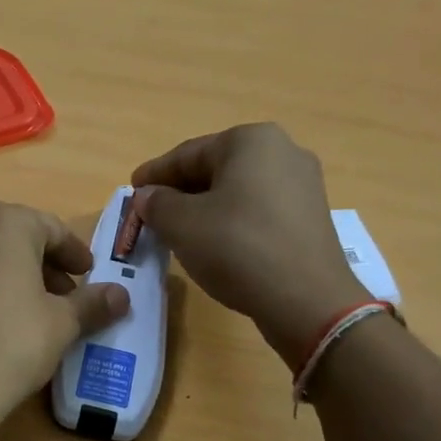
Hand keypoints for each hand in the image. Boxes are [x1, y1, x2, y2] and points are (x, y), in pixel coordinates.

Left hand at [0, 201, 128, 433]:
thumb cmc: (11, 343)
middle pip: (16, 237)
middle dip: (45, 263)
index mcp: (5, 223)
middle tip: (66, 295)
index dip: (75, 253)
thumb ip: (92, 303)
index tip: (89, 274)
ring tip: (35, 311)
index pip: (52, 228)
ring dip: (15, 275)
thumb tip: (121, 295)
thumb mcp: (61, 323)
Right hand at [132, 123, 368, 365]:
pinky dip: (230, 221)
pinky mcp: (309, 218)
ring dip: (204, 208)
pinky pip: (258, 211)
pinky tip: (214, 244)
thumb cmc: (237, 248)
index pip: (188, 154)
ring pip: (237, 191)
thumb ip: (156, 204)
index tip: (131, 191)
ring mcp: (302, 185)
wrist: (305, 299)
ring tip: (178, 231)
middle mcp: (283, 151)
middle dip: (180, 191)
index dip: (154, 174)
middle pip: (215, 169)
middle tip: (151, 213)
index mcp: (250, 141)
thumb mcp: (181, 224)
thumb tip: (146, 197)